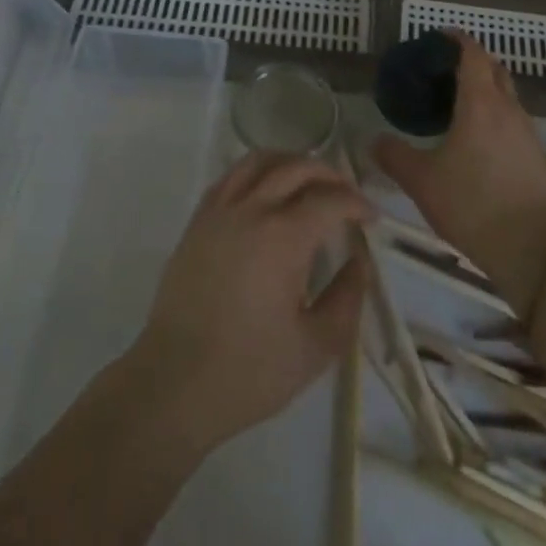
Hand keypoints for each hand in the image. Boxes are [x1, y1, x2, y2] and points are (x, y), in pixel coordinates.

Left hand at [125, 153, 371, 454]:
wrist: (173, 385)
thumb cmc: (248, 372)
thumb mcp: (315, 348)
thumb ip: (347, 300)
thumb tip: (359, 263)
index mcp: (283, 237)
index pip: (330, 199)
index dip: (356, 203)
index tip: (371, 218)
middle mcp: (251, 209)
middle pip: (297, 167)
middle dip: (330, 175)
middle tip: (346, 196)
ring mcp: (220, 211)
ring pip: (260, 161)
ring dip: (291, 163)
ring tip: (309, 183)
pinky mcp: (198, 221)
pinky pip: (231, 177)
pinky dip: (257, 171)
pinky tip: (266, 192)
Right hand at [375, 30, 545, 316]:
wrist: (533, 250)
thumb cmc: (472, 205)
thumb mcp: (421, 181)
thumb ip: (395, 156)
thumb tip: (374, 140)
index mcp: (481, 103)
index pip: (472, 54)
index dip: (456, 39)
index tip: (438, 37)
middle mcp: (508, 109)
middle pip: (494, 68)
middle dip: (472, 61)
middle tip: (443, 70)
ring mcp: (527, 132)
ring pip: (507, 95)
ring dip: (486, 89)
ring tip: (457, 104)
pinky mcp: (536, 156)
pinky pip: (513, 119)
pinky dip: (495, 114)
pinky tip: (477, 139)